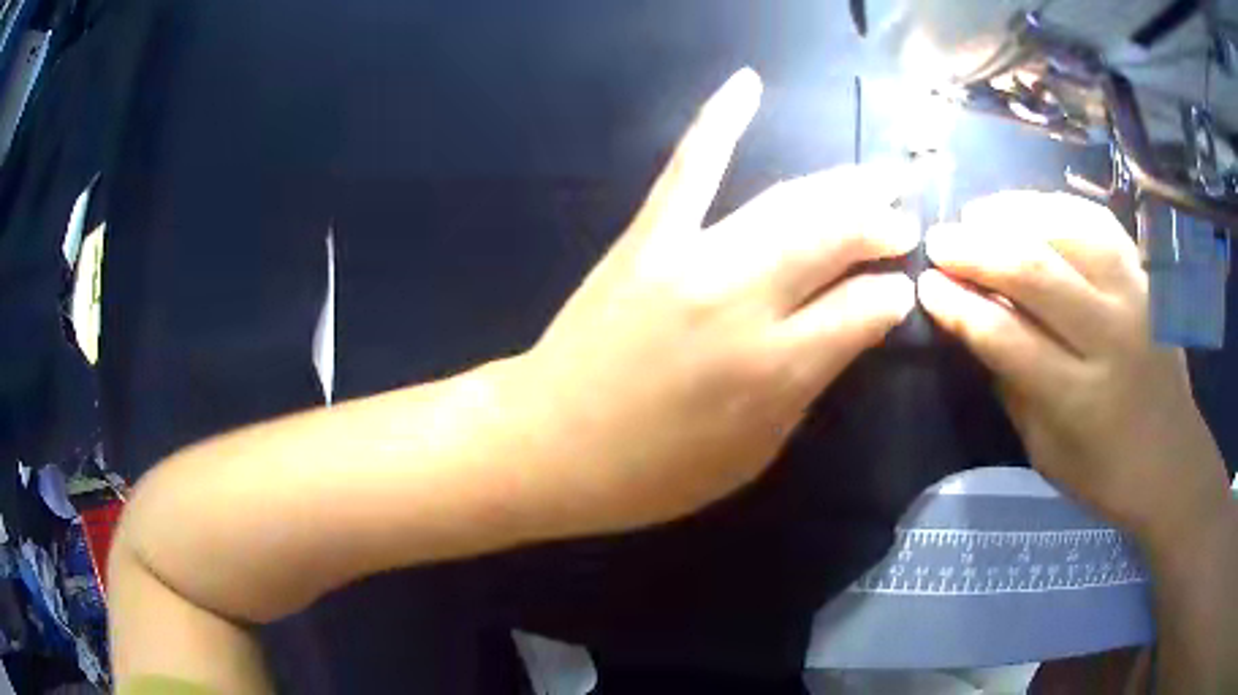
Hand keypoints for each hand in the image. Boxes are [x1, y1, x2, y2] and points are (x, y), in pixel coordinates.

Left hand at [518, 68, 917, 533]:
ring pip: (786, 200)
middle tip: (903, 221)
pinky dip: (720, 118)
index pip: (863, 308)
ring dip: (841, 185)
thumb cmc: (654, 471)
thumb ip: (809, 386)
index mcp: (775, 369)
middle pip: (836, 238)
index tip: (902, 288)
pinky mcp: (647, 235)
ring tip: (876, 178)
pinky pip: (690, 164)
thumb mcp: (752, 454)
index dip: (891, 295)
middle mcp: (743, 300)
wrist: (549, 443)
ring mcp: (691, 256)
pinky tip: (747, 83)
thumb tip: (855, 327)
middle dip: (880, 225)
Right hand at [919, 191, 1231, 545]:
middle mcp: (1111, 336)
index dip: (960, 307)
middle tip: (940, 240)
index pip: (1007, 337)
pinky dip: (1058, 207)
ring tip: (979, 214)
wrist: (1172, 459)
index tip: (927, 286)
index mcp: (1080, 398)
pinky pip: (1098, 222)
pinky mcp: (1147, 276)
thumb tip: (974, 323)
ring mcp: (1135, 296)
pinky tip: (1032, 208)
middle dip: (977, 250)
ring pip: (1067, 230)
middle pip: (1035, 271)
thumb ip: (1013, 384)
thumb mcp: (1046, 452)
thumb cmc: (1105, 472)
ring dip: (1014, 214)